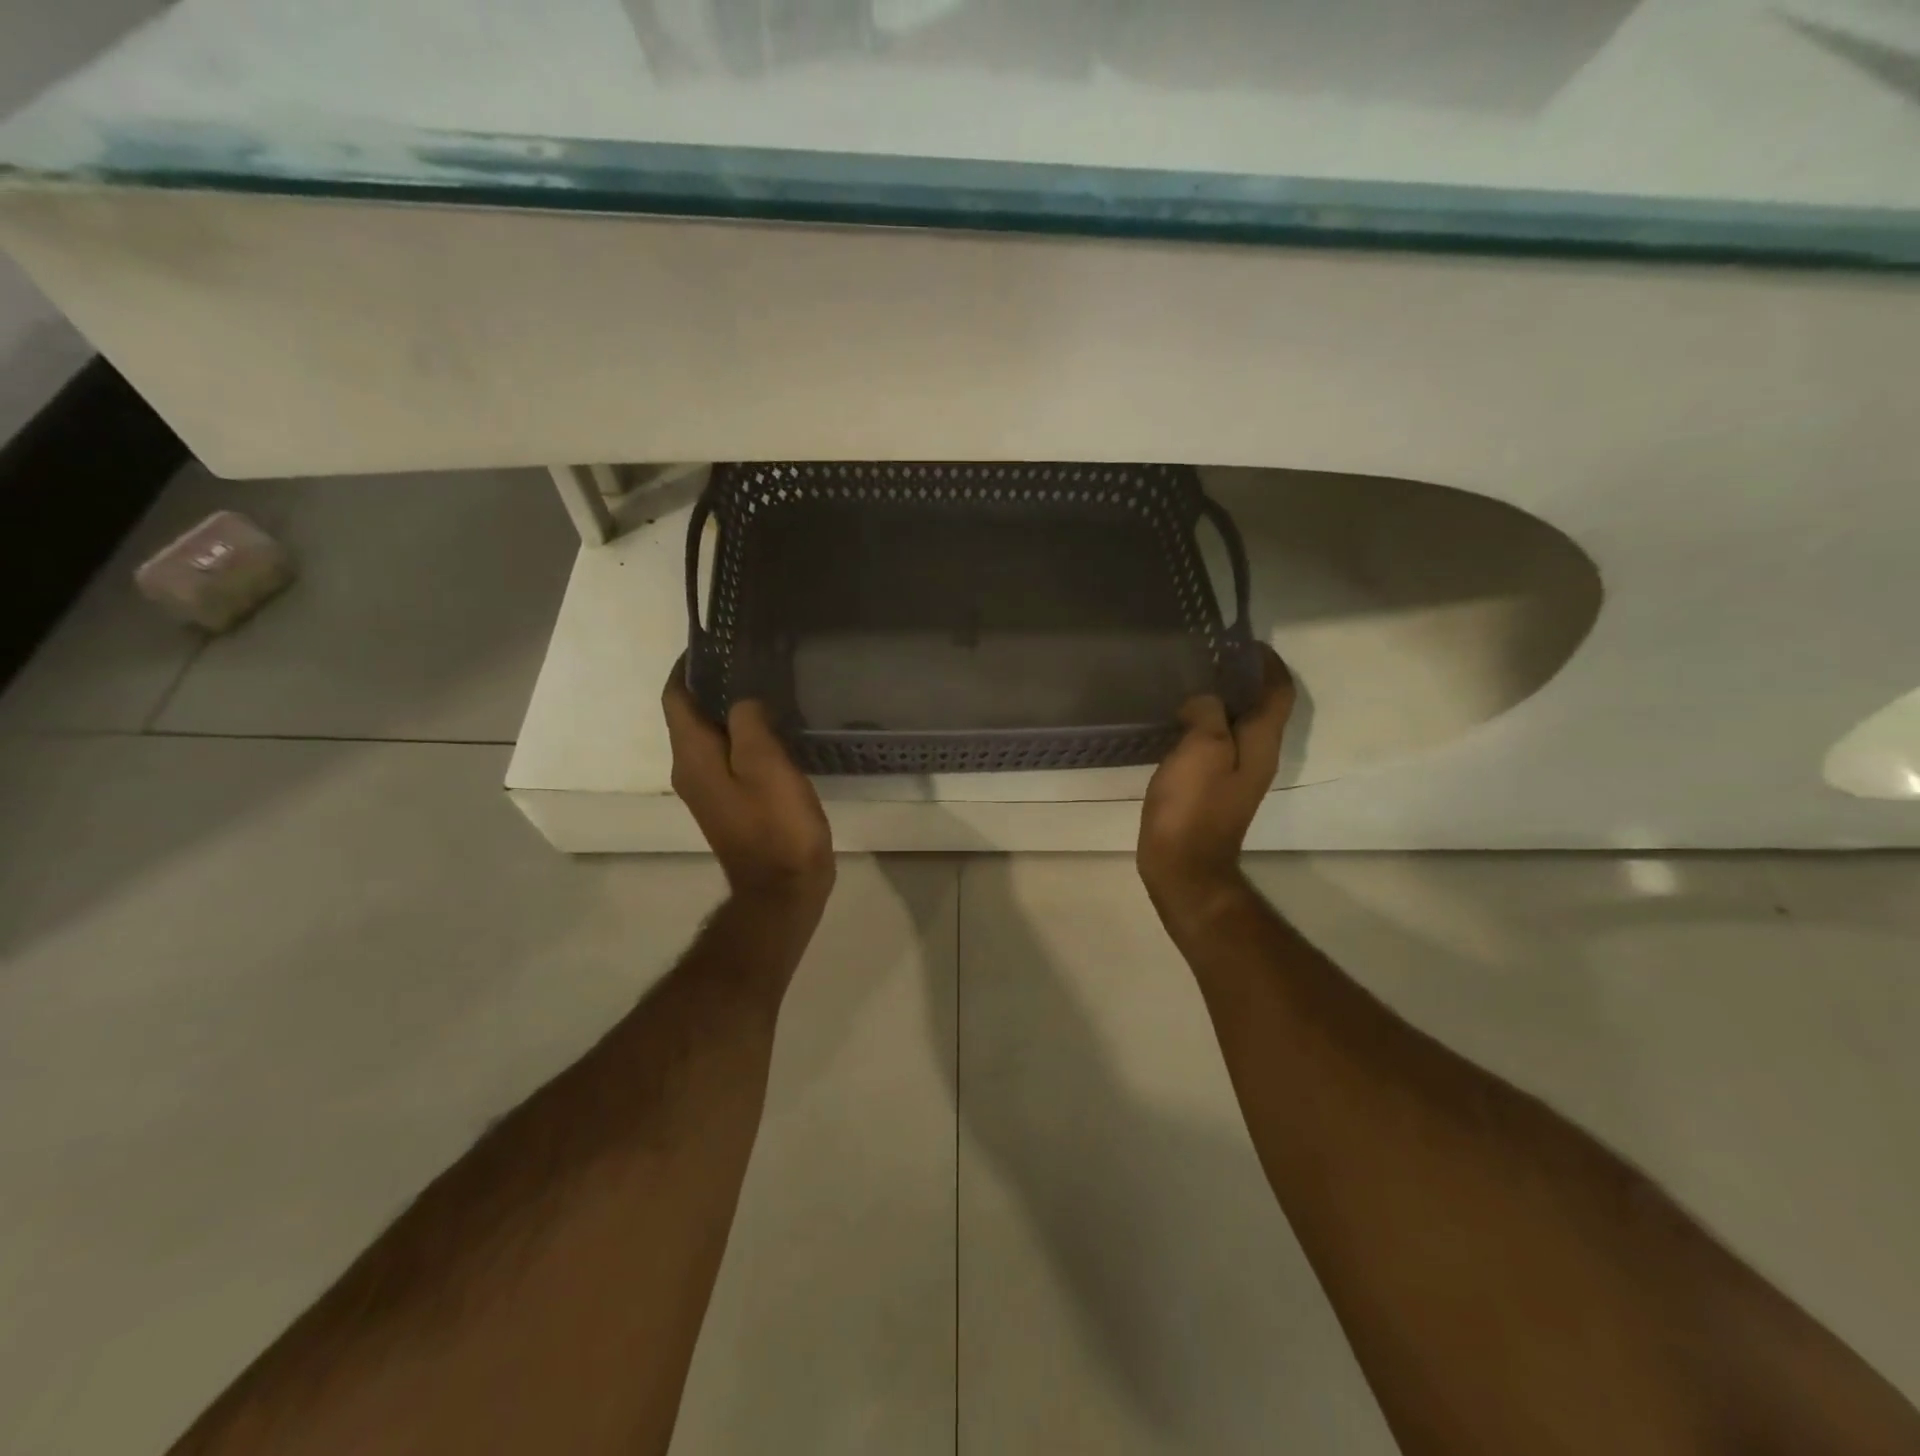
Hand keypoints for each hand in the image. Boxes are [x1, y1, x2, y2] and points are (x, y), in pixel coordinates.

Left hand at [663, 662, 834, 904]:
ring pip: (710, 738)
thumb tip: (742, 702)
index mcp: (693, 756)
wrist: (783, 888)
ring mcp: (708, 791)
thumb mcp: (765, 764)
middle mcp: (690, 770)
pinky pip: (727, 759)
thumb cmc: (776, 824)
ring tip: (765, 690)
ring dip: (729, 712)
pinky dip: (742, 738)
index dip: (688, 668)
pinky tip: (773, 732)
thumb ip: (748, 722)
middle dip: (713, 686)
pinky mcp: (729, 805)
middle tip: (750, 662)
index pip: (675, 698)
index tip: (715, 644)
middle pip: (690, 716)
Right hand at [1138, 645, 1294, 914]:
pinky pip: (1216, 745)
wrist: (1183, 865)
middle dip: (1243, 680)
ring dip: (1223, 702)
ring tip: (1192, 684)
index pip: (1279, 693)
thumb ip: (1209, 713)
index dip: (1269, 665)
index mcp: (1262, 743)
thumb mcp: (1202, 748)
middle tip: (1211, 658)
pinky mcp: (1214, 789)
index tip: (1246, 643)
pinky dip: (1205, 726)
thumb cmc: (1194, 805)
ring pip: (1237, 727)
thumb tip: (1205, 701)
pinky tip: (1178, 724)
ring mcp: (1236, 776)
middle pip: (1261, 708)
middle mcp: (1257, 756)